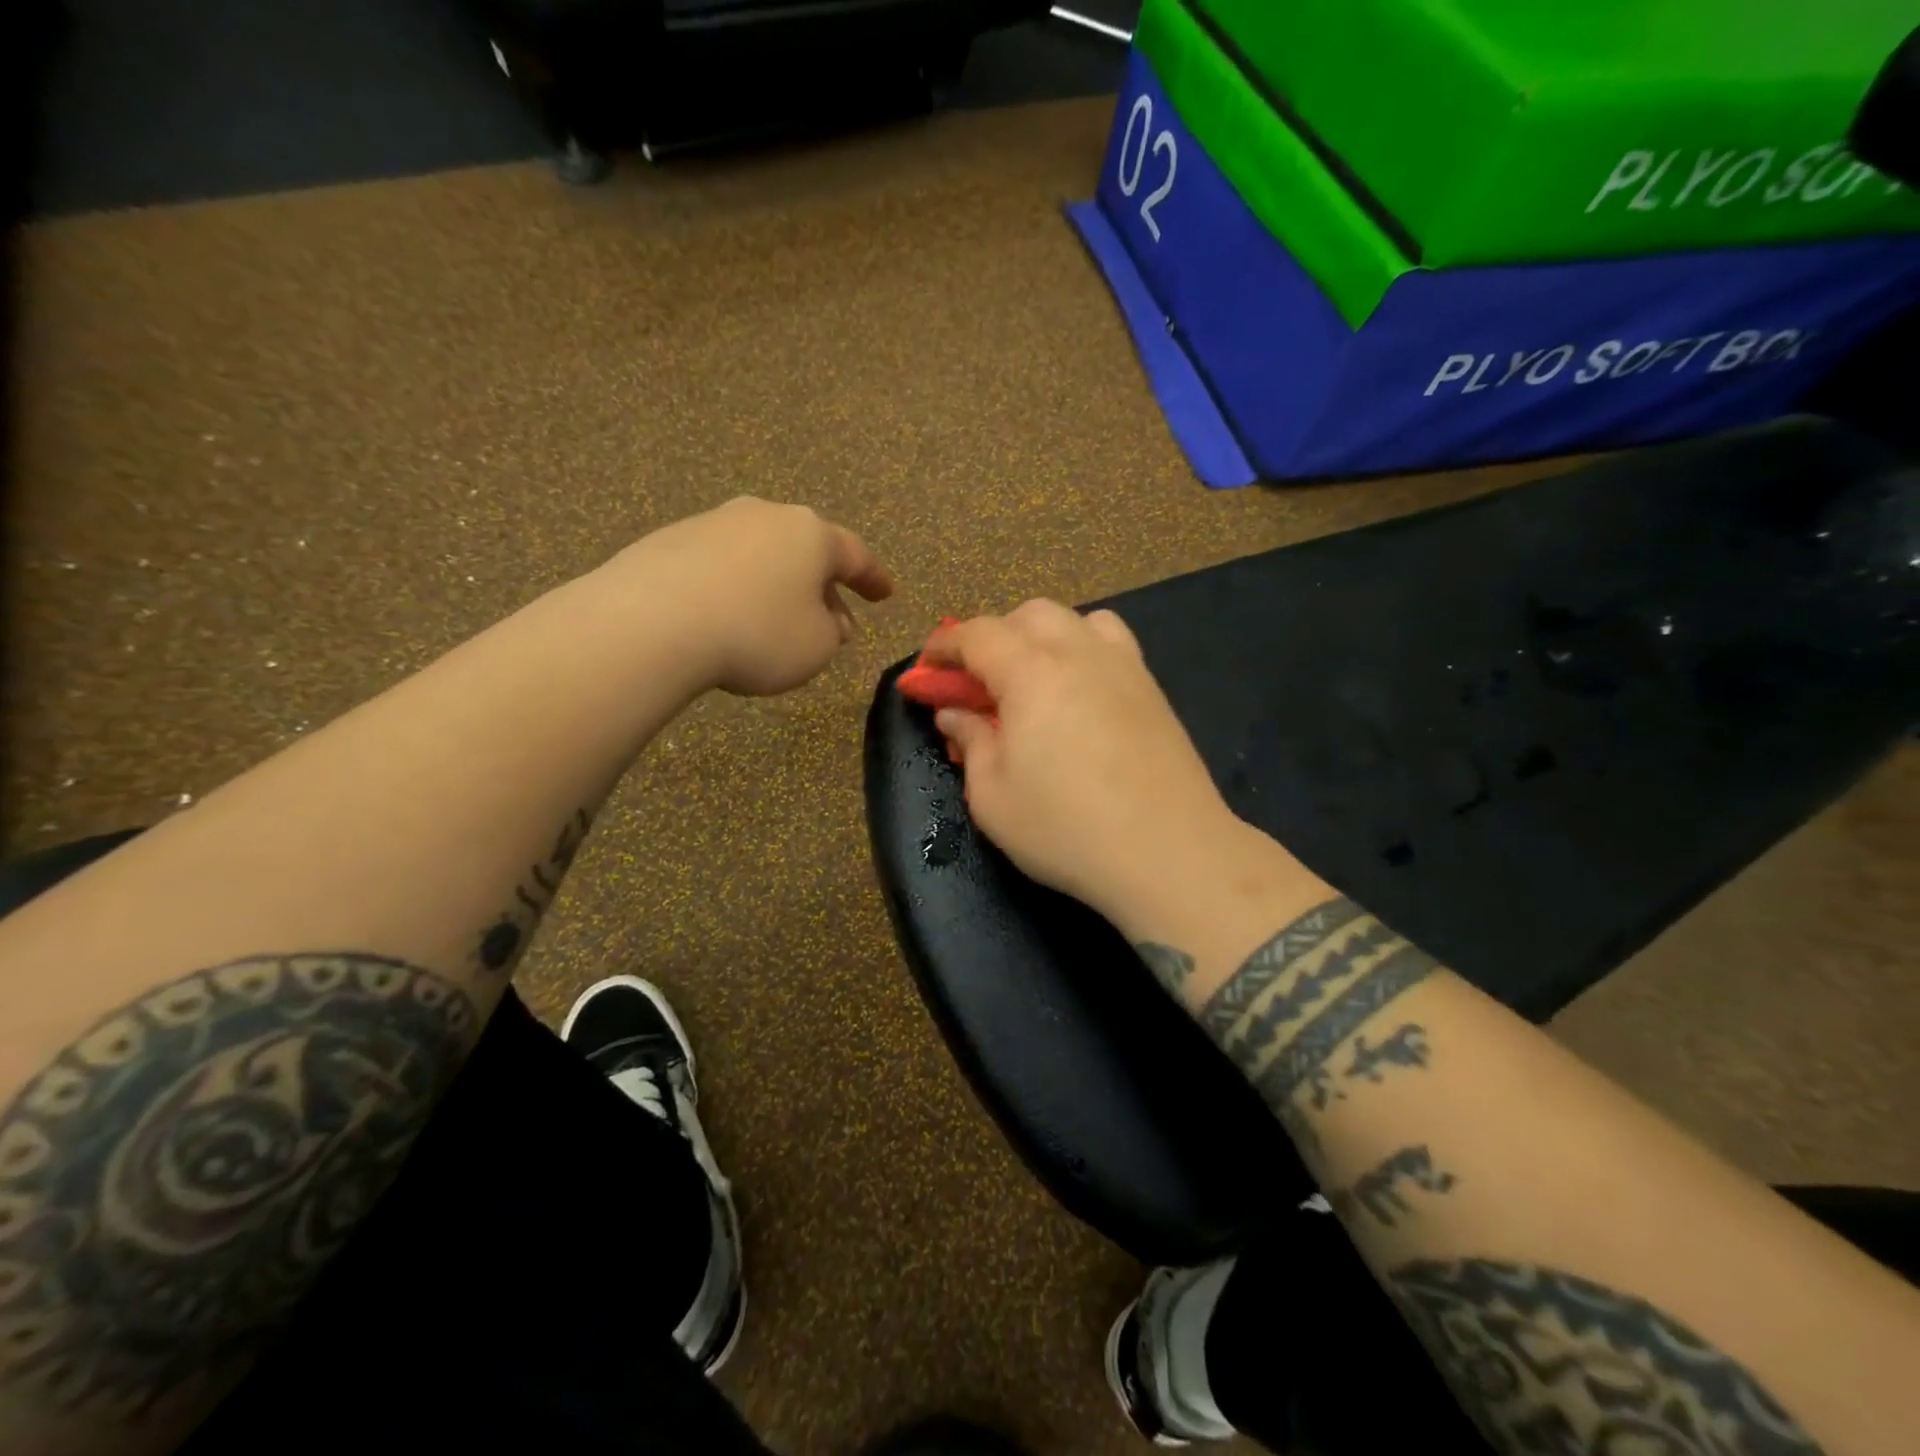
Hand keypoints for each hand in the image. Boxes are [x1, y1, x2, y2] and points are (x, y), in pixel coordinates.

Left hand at [619, 497, 894, 696]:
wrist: (654, 622)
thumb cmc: (758, 633)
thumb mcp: (816, 647)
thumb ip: (831, 632)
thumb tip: (827, 620)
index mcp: (811, 534)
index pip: (855, 555)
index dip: (873, 578)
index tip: (886, 594)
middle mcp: (766, 516)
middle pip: (806, 551)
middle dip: (823, 587)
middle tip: (834, 621)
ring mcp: (715, 522)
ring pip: (763, 556)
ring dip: (779, 587)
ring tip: (779, 622)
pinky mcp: (671, 540)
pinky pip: (722, 566)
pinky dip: (737, 589)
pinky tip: (729, 617)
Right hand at [923, 601, 1246, 922]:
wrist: (1168, 852)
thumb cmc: (1065, 829)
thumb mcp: (992, 796)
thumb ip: (970, 742)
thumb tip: (955, 712)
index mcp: (1031, 672)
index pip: (977, 634)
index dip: (944, 647)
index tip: (928, 672)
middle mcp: (1079, 653)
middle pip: (1028, 615)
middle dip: (994, 637)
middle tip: (979, 684)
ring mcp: (1123, 666)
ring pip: (1076, 620)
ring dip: (1042, 637)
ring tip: (1033, 680)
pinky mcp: (1152, 689)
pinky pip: (1111, 643)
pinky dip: (1083, 650)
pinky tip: (1079, 695)